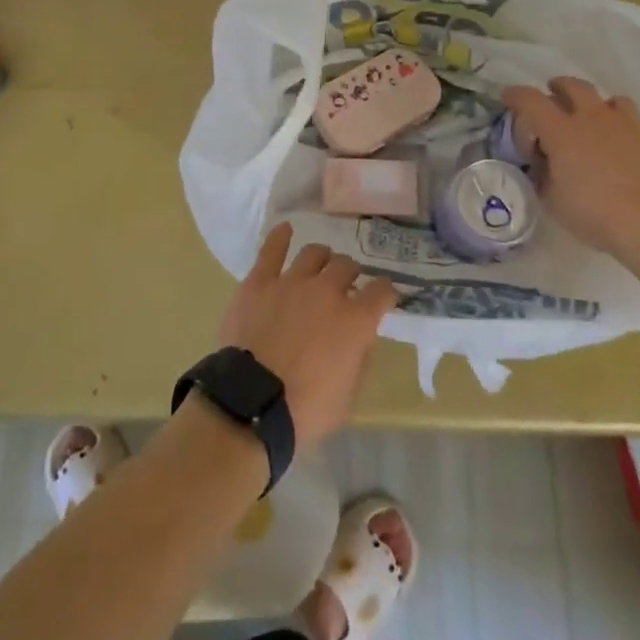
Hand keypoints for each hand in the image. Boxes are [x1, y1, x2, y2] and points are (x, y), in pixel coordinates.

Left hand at [217, 224, 397, 447]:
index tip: (384, 296)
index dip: (385, 292)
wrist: (254, 402)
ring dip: (322, 258)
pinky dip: (280, 237)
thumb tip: (360, 338)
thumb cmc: (306, 410)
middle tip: (345, 285)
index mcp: (356, 321)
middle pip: (346, 266)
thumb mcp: (348, 396)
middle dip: (350, 274)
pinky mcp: (259, 281)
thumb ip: (359, 359)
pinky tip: (285, 229)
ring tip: (320, 264)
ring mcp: (292, 281)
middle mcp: (327, 291)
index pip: (382, 291)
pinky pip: (271, 250)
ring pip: (314, 253)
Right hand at [502, 77, 639, 251]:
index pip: (531, 100)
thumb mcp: (553, 202)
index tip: (508, 98)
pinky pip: (630, 117)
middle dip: (556, 88)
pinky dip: (618, 123)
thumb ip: (542, 178)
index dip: (516, 95)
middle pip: (571, 86)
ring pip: (606, 98)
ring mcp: (625, 125)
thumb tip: (542, 167)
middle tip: (551, 102)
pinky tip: (618, 144)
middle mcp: (592, 118)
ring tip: (589, 121)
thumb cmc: (597, 214)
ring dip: (592, 104)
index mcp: (561, 132)